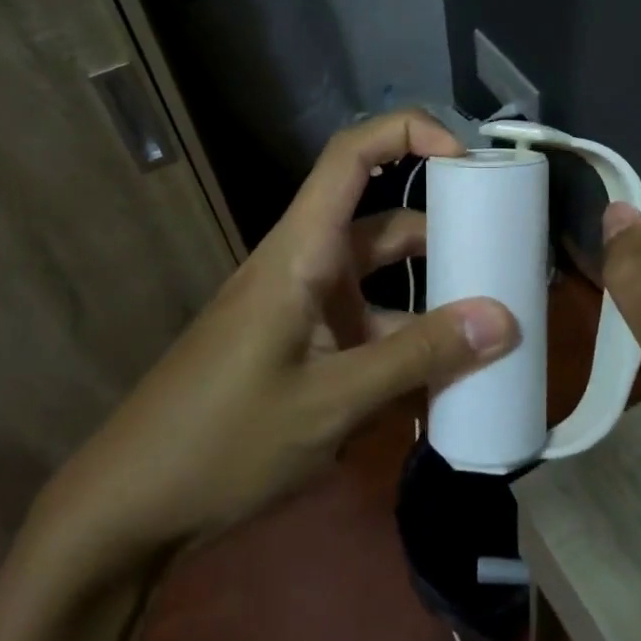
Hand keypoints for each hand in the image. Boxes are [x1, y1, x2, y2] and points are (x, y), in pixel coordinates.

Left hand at [27, 111, 520, 589]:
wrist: (131, 505)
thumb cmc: (224, 441)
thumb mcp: (333, 401)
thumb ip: (419, 358)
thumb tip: (505, 320)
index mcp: (301, 251)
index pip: (351, 156)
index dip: (410, 134)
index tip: (469, 161)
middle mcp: (304, 265)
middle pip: (385, 224)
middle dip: (447, 237)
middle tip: (508, 263)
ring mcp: (303, 308)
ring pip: (382, 284)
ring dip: (432, 303)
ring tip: (495, 331)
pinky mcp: (302, 347)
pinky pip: (367, 328)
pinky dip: (405, 345)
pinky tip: (444, 385)